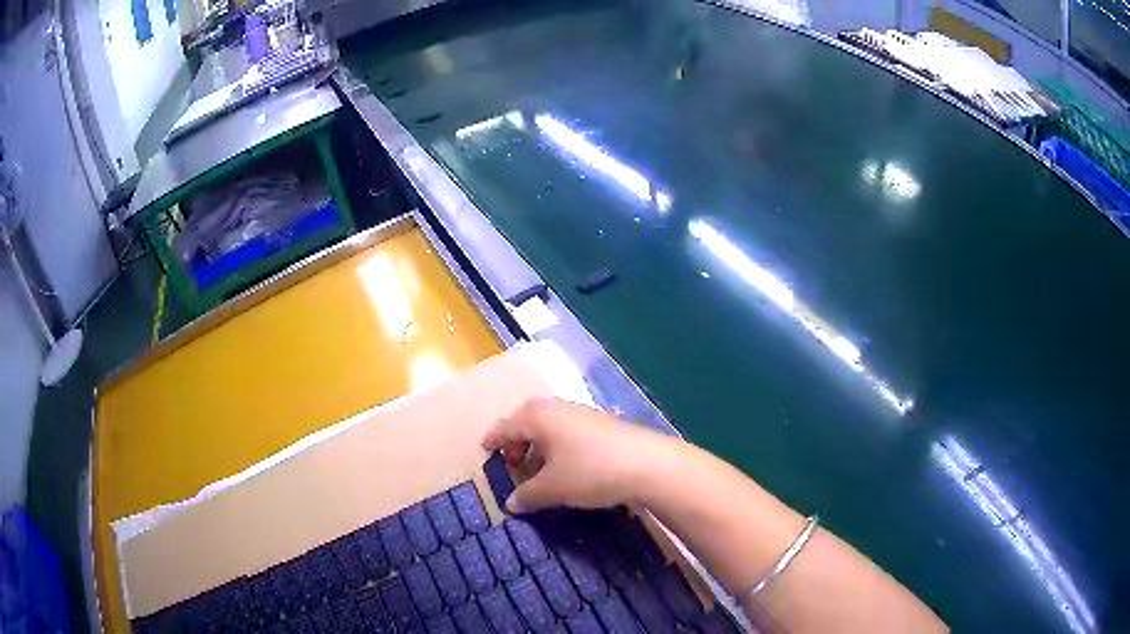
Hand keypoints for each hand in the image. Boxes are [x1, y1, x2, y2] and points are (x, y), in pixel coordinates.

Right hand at [481, 397, 671, 512]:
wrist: (647, 464)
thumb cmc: (590, 471)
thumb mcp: (553, 488)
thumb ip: (527, 494)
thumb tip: (510, 504)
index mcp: (539, 417)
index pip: (506, 425)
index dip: (493, 439)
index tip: (484, 450)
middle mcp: (558, 409)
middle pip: (527, 420)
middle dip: (516, 440)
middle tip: (511, 462)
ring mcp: (582, 414)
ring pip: (549, 426)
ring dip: (538, 445)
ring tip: (537, 469)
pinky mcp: (601, 425)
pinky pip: (567, 431)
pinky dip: (557, 446)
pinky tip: (565, 467)